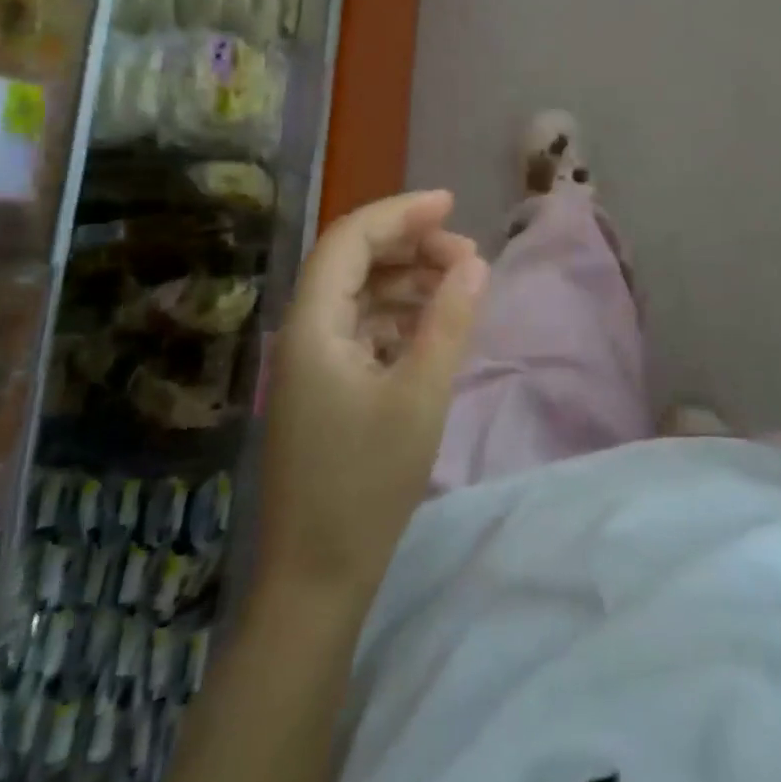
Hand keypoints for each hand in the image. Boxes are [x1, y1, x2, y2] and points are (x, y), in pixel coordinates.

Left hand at [259, 190, 489, 600]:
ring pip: (361, 294)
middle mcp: (305, 333)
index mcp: (313, 325)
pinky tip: (435, 327)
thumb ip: (449, 321)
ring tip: (460, 287)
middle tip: (466, 257)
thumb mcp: (421, 395)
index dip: (400, 212)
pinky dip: (401, 316)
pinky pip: (365, 328)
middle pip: (354, 262)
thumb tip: (475, 263)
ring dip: (409, 280)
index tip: (451, 203)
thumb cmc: (366, 483)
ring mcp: (313, 363)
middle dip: (411, 246)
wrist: (318, 578)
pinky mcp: (327, 389)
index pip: (350, 240)